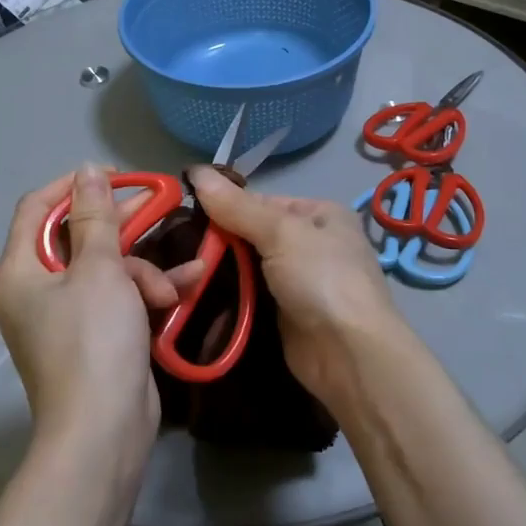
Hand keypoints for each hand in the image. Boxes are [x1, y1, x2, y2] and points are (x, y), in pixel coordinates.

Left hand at [0, 165, 186, 464]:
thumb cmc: (94, 341)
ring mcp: (66, 316)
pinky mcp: (95, 336)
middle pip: (77, 237)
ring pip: (106, 268)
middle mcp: (36, 290)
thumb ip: (95, 217)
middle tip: (160, 206)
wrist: (104, 432)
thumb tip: (86, 171)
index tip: (116, 176)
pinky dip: (147, 292)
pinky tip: (187, 286)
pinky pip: (119, 297)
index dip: (75, 185)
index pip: (38, 208)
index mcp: (20, 271)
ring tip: (171, 288)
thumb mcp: (99, 271)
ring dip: (143, 271)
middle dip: (122, 227)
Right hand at [189, 166, 410, 406]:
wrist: (349, 354)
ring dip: (219, 271)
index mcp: (319, 213)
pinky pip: (250, 295)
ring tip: (179, 270)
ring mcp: (299, 281)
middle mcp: (311, 243)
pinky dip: (228, 295)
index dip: (225, 205)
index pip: (262, 201)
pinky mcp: (285, 314)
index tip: (186, 213)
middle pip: (253, 234)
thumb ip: (236, 207)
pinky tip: (196, 293)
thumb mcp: (280, 232)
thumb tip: (195, 170)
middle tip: (175, 245)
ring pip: (248, 266)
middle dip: (219, 241)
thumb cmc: (322, 279)